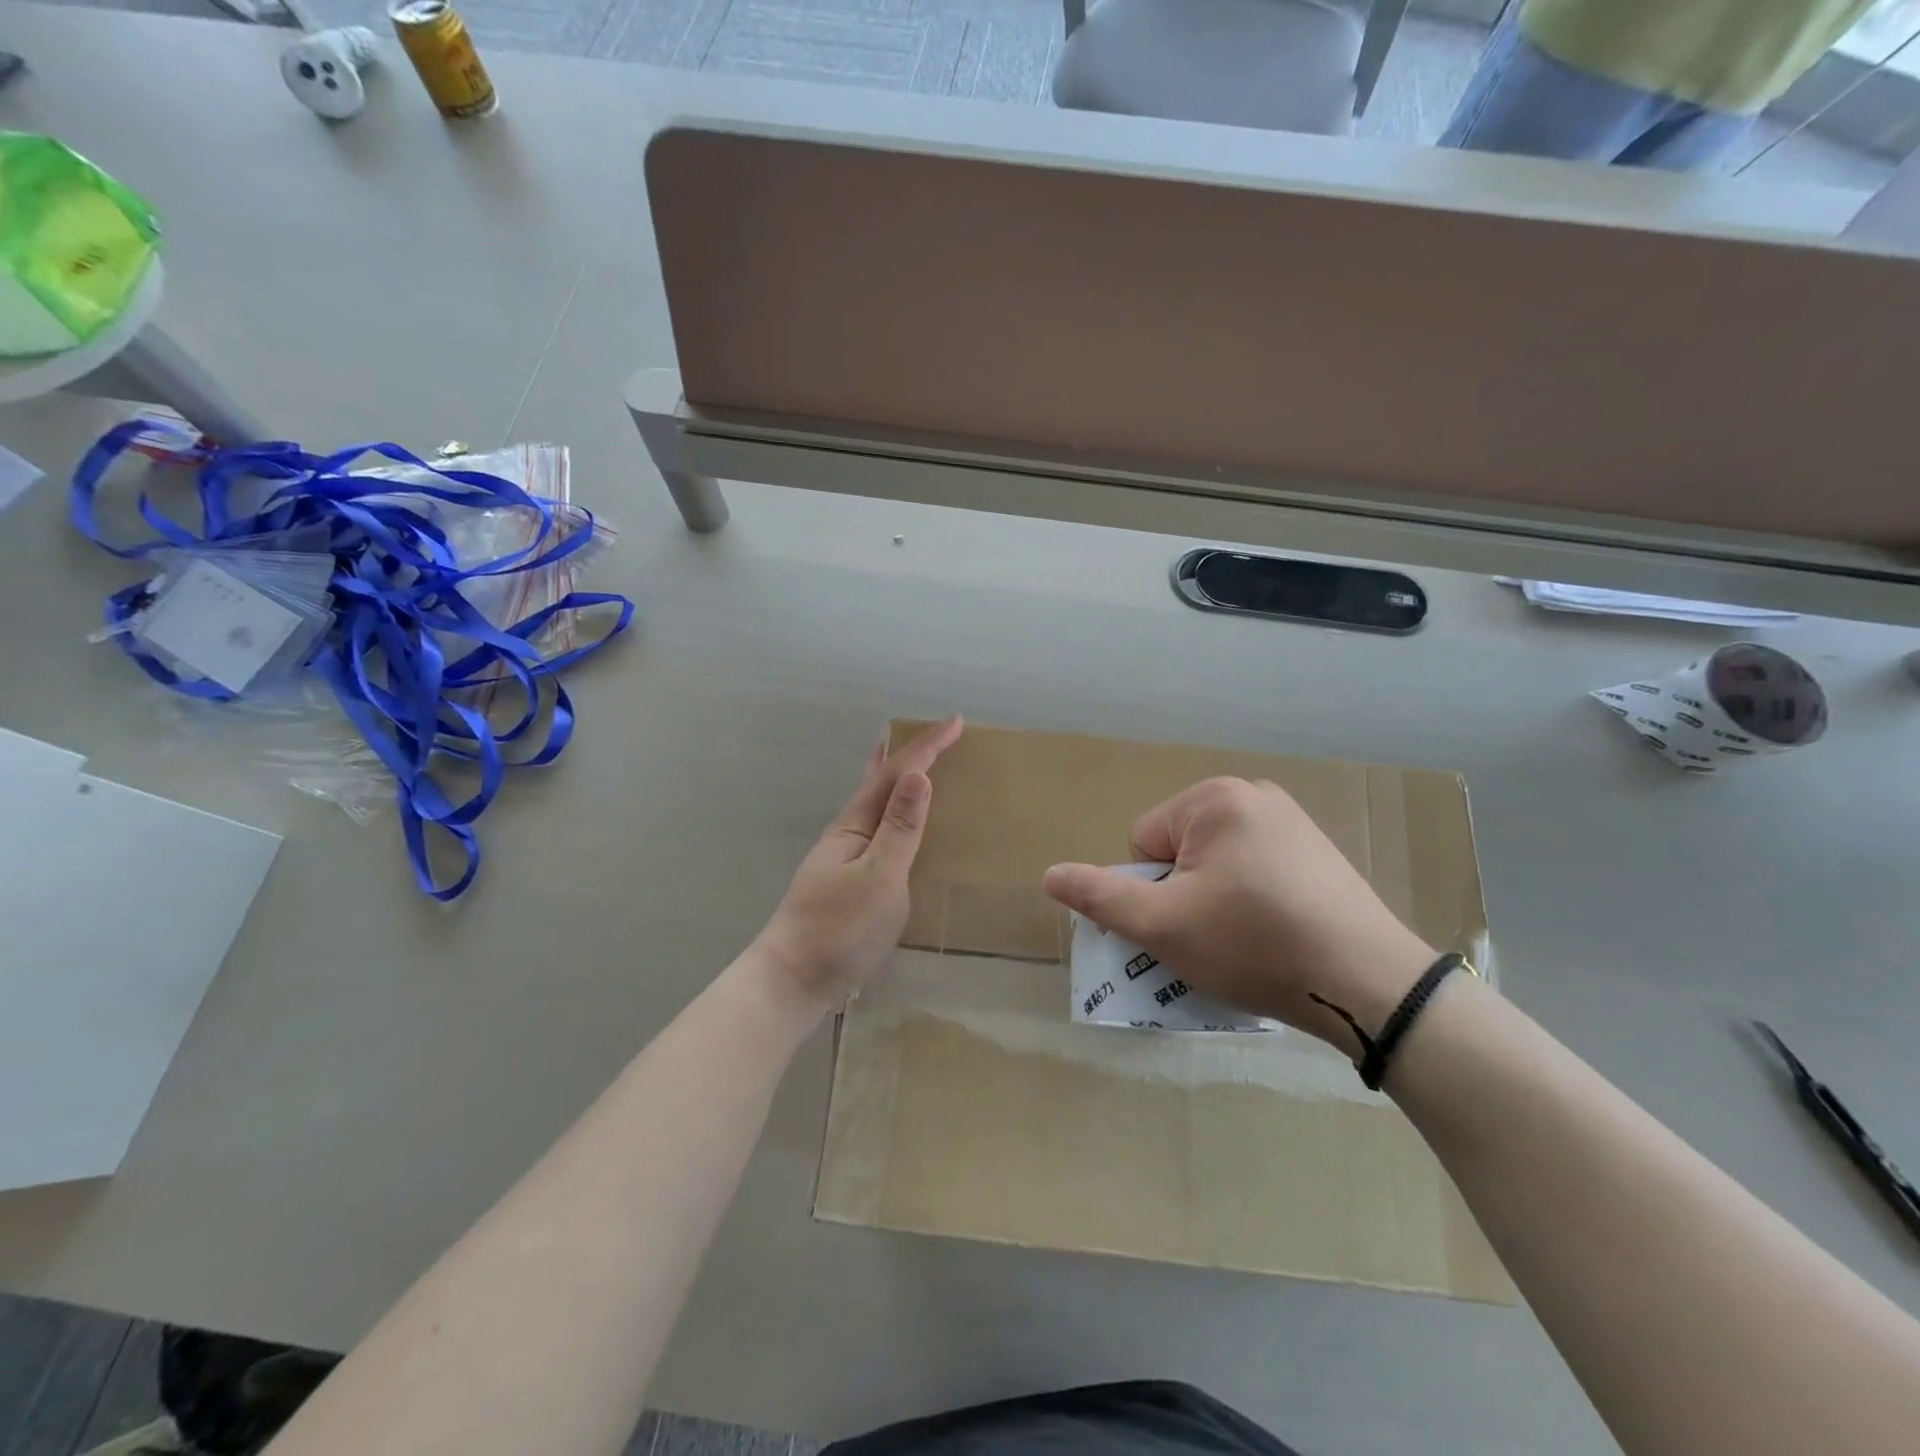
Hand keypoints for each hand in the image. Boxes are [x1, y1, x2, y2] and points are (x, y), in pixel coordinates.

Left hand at [753, 716, 963, 1016]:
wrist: (792, 980)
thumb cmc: (840, 928)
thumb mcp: (879, 877)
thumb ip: (900, 828)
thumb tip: (918, 775)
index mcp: (855, 825)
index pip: (895, 774)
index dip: (926, 747)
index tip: (956, 721)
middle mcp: (846, 833)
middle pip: (877, 781)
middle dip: (906, 755)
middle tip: (930, 736)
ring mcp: (842, 858)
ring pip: (874, 806)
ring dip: (896, 781)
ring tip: (911, 768)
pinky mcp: (845, 882)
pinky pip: (875, 831)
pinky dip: (891, 813)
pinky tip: (894, 829)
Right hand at [1041, 777, 1433, 1054]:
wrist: (1370, 985)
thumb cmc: (1253, 945)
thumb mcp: (1162, 925)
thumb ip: (1100, 897)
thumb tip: (1049, 874)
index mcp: (1214, 799)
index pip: (1142, 843)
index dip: (1152, 892)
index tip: (1186, 925)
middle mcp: (1254, 795)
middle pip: (1178, 851)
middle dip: (1182, 895)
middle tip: (1212, 938)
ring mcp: (1293, 822)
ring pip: (1215, 865)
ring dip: (1212, 901)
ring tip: (1244, 942)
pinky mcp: (1318, 853)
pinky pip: (1254, 871)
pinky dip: (1250, 901)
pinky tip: (1274, 935)